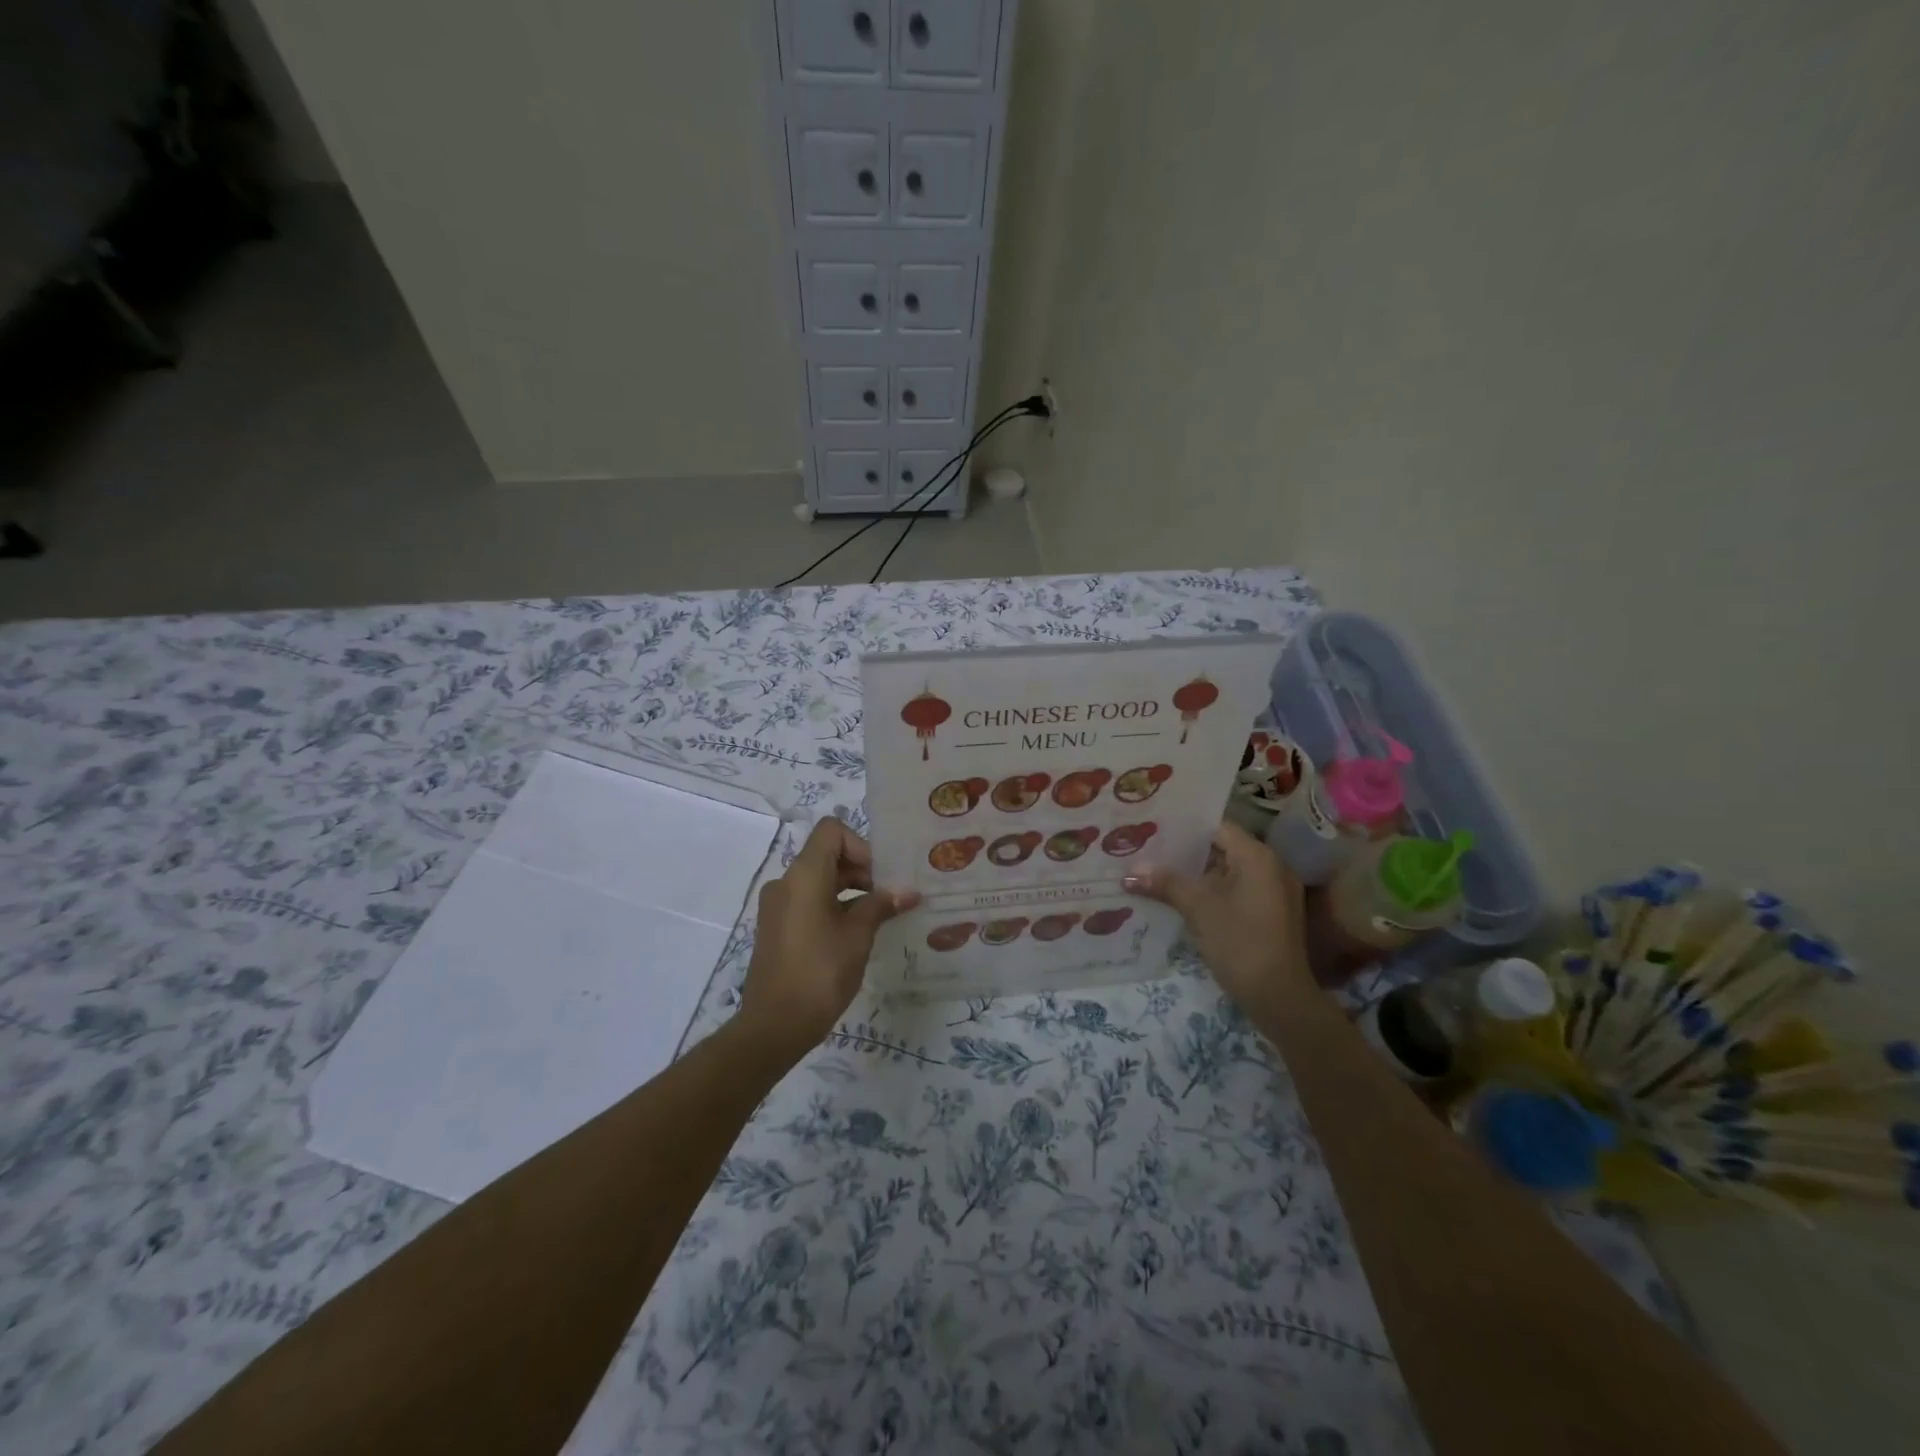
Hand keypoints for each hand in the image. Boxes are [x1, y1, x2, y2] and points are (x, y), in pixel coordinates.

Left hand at [737, 818, 920, 1056]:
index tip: (881, 876)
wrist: (774, 1026)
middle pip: (827, 855)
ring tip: (879, 916)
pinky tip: (856, 934)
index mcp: (803, 875)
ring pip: (818, 880)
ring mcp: (777, 906)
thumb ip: (881, 906)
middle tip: (890, 897)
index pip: (832, 831)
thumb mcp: (858, 936)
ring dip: (850, 889)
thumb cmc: (820, 973)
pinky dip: (833, 906)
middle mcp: (786, 882)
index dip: (861, 845)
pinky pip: (808, 901)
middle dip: (861, 870)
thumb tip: (908, 892)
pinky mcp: (776, 927)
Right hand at [1124, 821, 1309, 1012]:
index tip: (1153, 831)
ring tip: (1158, 874)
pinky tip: (1182, 900)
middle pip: (1222, 848)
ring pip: (1228, 872)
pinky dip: (1212, 892)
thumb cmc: (1240, 942)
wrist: (1280, 998)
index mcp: (1257, 856)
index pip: (1216, 827)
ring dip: (1197, 875)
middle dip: (1185, 853)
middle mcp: (1271, 866)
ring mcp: (1274, 892)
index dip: (1184, 828)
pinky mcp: (1272, 914)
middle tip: (1148, 852)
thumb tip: (1128, 873)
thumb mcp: (1198, 909)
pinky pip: (1237, 890)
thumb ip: (1165, 884)